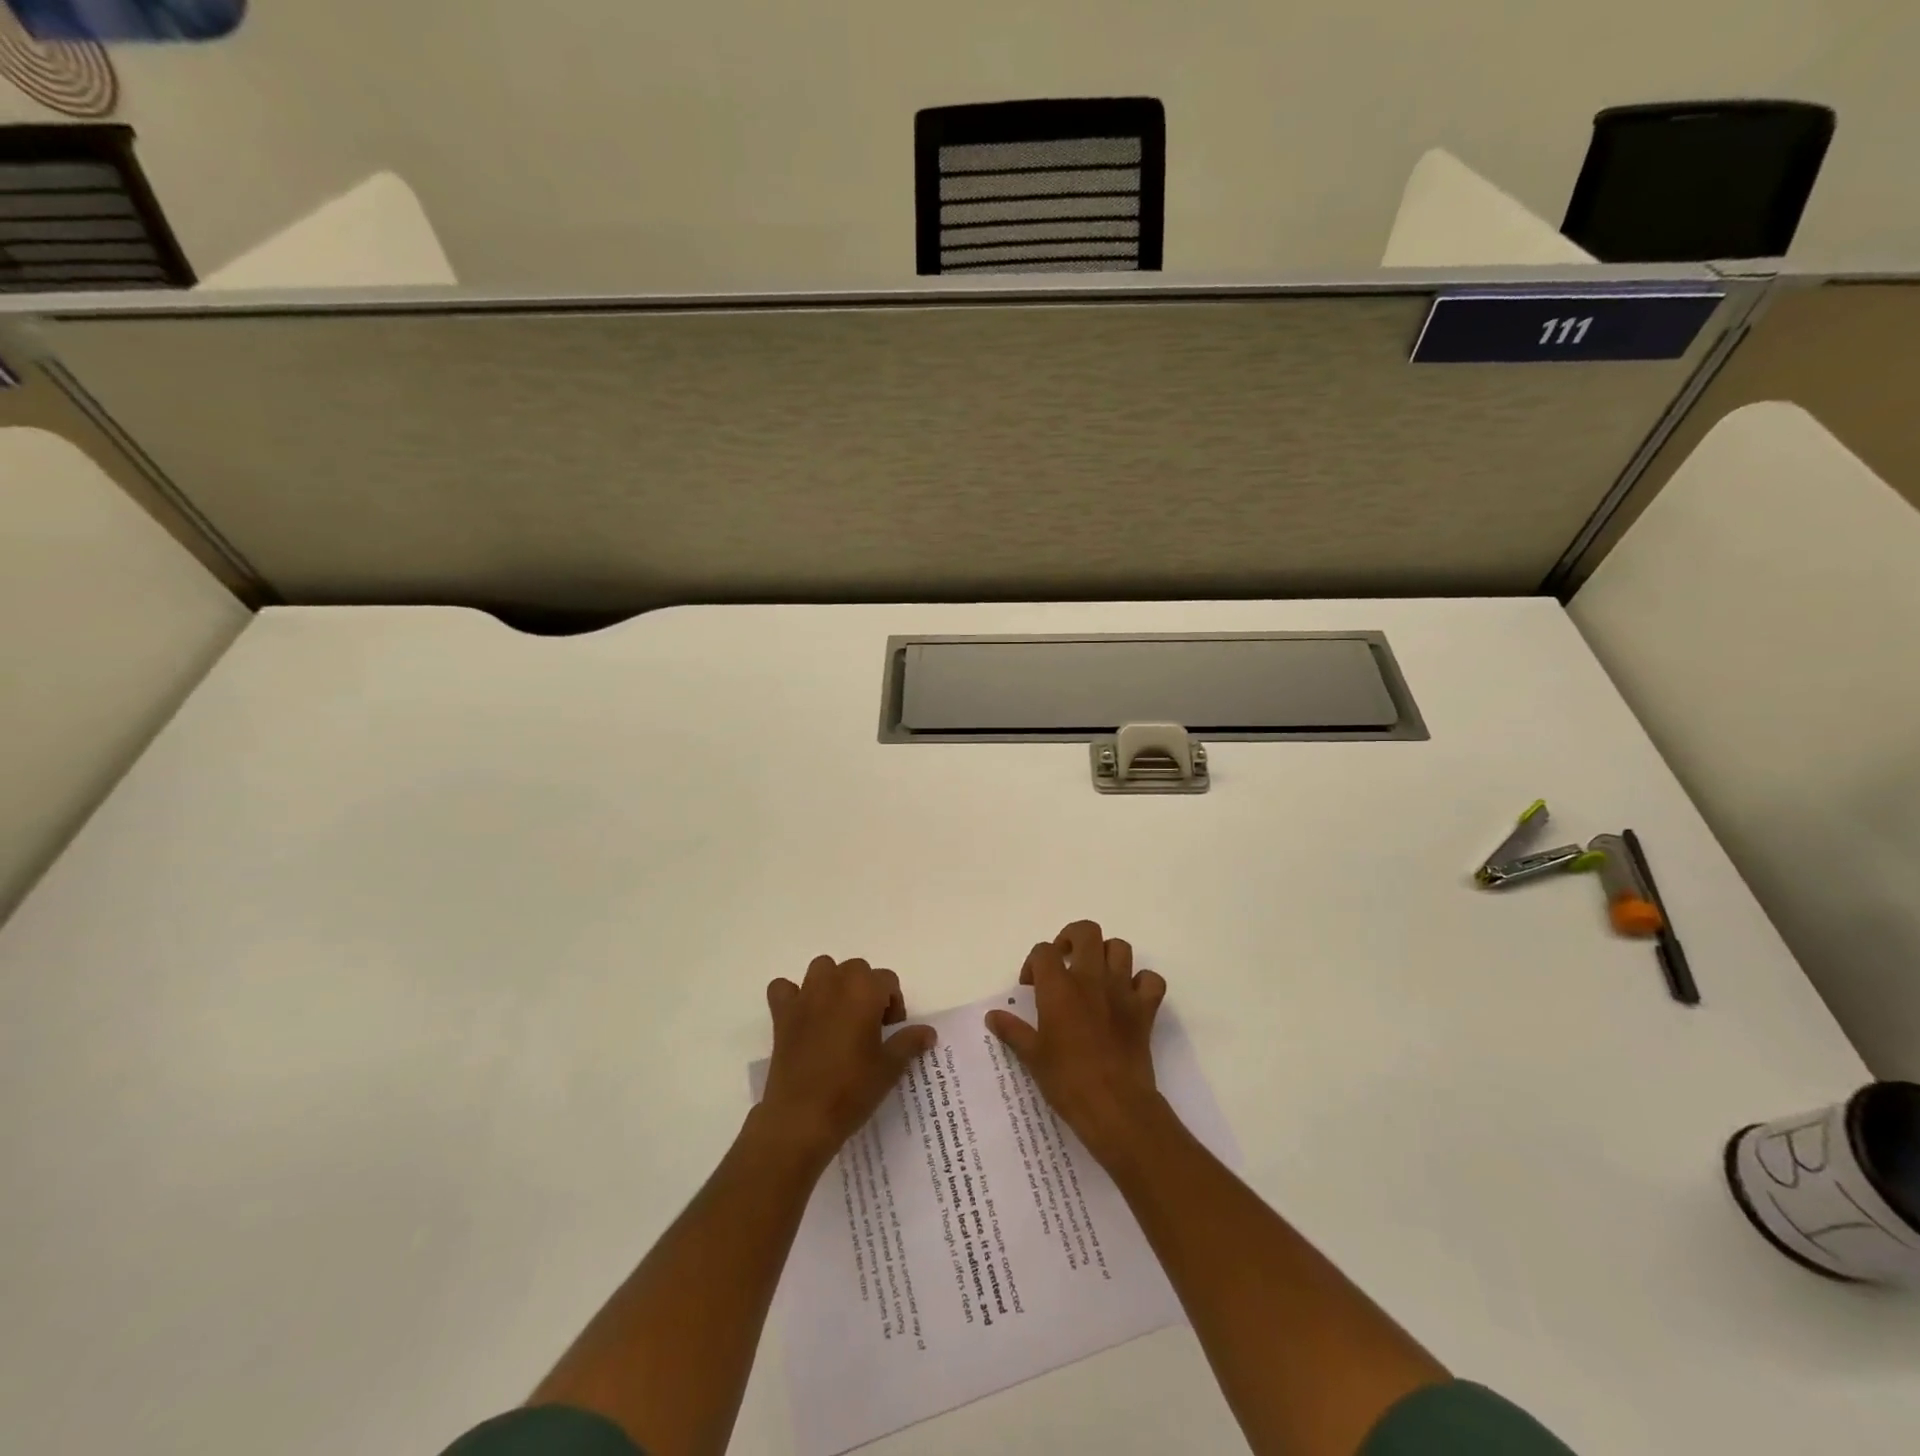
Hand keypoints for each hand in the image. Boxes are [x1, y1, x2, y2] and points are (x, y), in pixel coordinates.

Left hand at [757, 956, 936, 1167]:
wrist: (802, 1118)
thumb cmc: (852, 1090)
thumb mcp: (890, 1068)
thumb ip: (910, 1042)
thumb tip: (928, 1032)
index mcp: (864, 991)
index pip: (888, 980)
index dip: (894, 1004)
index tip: (891, 1032)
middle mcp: (834, 983)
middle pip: (857, 969)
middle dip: (866, 989)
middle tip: (869, 1026)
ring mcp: (805, 996)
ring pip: (822, 969)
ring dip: (833, 983)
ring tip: (839, 1015)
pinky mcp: (782, 1014)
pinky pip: (784, 988)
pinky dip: (793, 996)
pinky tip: (802, 1017)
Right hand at [986, 920, 1168, 1168]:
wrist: (1114, 1106)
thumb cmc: (1067, 1080)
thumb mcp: (1032, 1056)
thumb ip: (1012, 1030)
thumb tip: (992, 1016)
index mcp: (1059, 987)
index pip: (1043, 951)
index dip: (1034, 963)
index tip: (1030, 986)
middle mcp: (1091, 979)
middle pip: (1086, 931)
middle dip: (1072, 938)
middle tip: (1064, 961)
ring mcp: (1122, 991)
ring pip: (1120, 948)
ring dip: (1107, 955)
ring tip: (1095, 975)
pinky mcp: (1145, 1009)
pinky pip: (1151, 980)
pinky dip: (1142, 982)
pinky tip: (1129, 996)